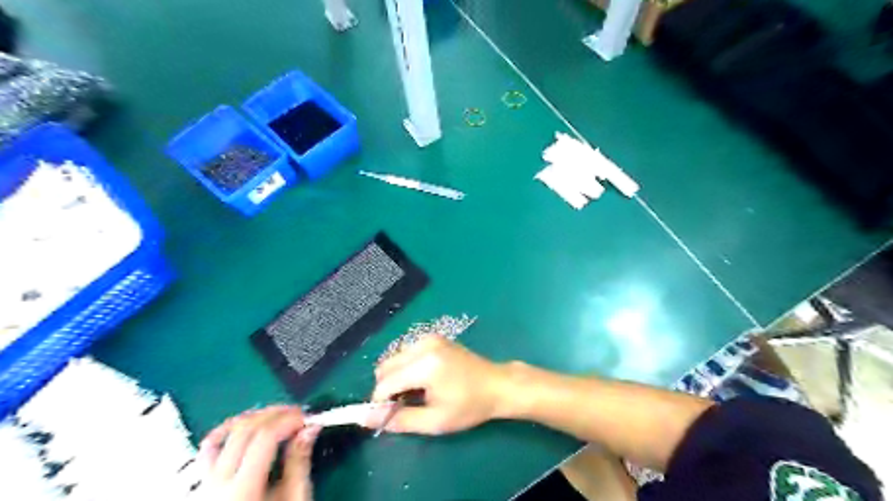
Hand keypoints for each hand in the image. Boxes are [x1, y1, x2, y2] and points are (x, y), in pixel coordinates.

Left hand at [195, 406, 321, 500]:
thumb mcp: (294, 500)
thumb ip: (299, 463)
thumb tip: (309, 429)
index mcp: (242, 491)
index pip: (264, 438)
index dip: (287, 420)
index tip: (307, 417)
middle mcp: (216, 486)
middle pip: (244, 431)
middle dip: (274, 414)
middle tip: (297, 413)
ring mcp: (204, 486)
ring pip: (223, 435)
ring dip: (253, 419)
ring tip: (276, 416)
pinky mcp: (202, 486)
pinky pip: (208, 450)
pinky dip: (226, 432)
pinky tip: (243, 427)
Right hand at [366, 336, 509, 433]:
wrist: (496, 385)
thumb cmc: (469, 406)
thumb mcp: (435, 421)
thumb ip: (399, 419)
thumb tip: (366, 419)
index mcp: (425, 365)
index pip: (385, 382)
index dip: (380, 402)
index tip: (389, 416)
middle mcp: (423, 345)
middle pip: (385, 367)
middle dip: (387, 388)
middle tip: (405, 405)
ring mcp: (429, 338)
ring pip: (394, 358)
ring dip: (396, 377)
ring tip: (417, 393)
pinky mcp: (433, 337)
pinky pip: (406, 352)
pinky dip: (406, 367)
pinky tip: (423, 380)